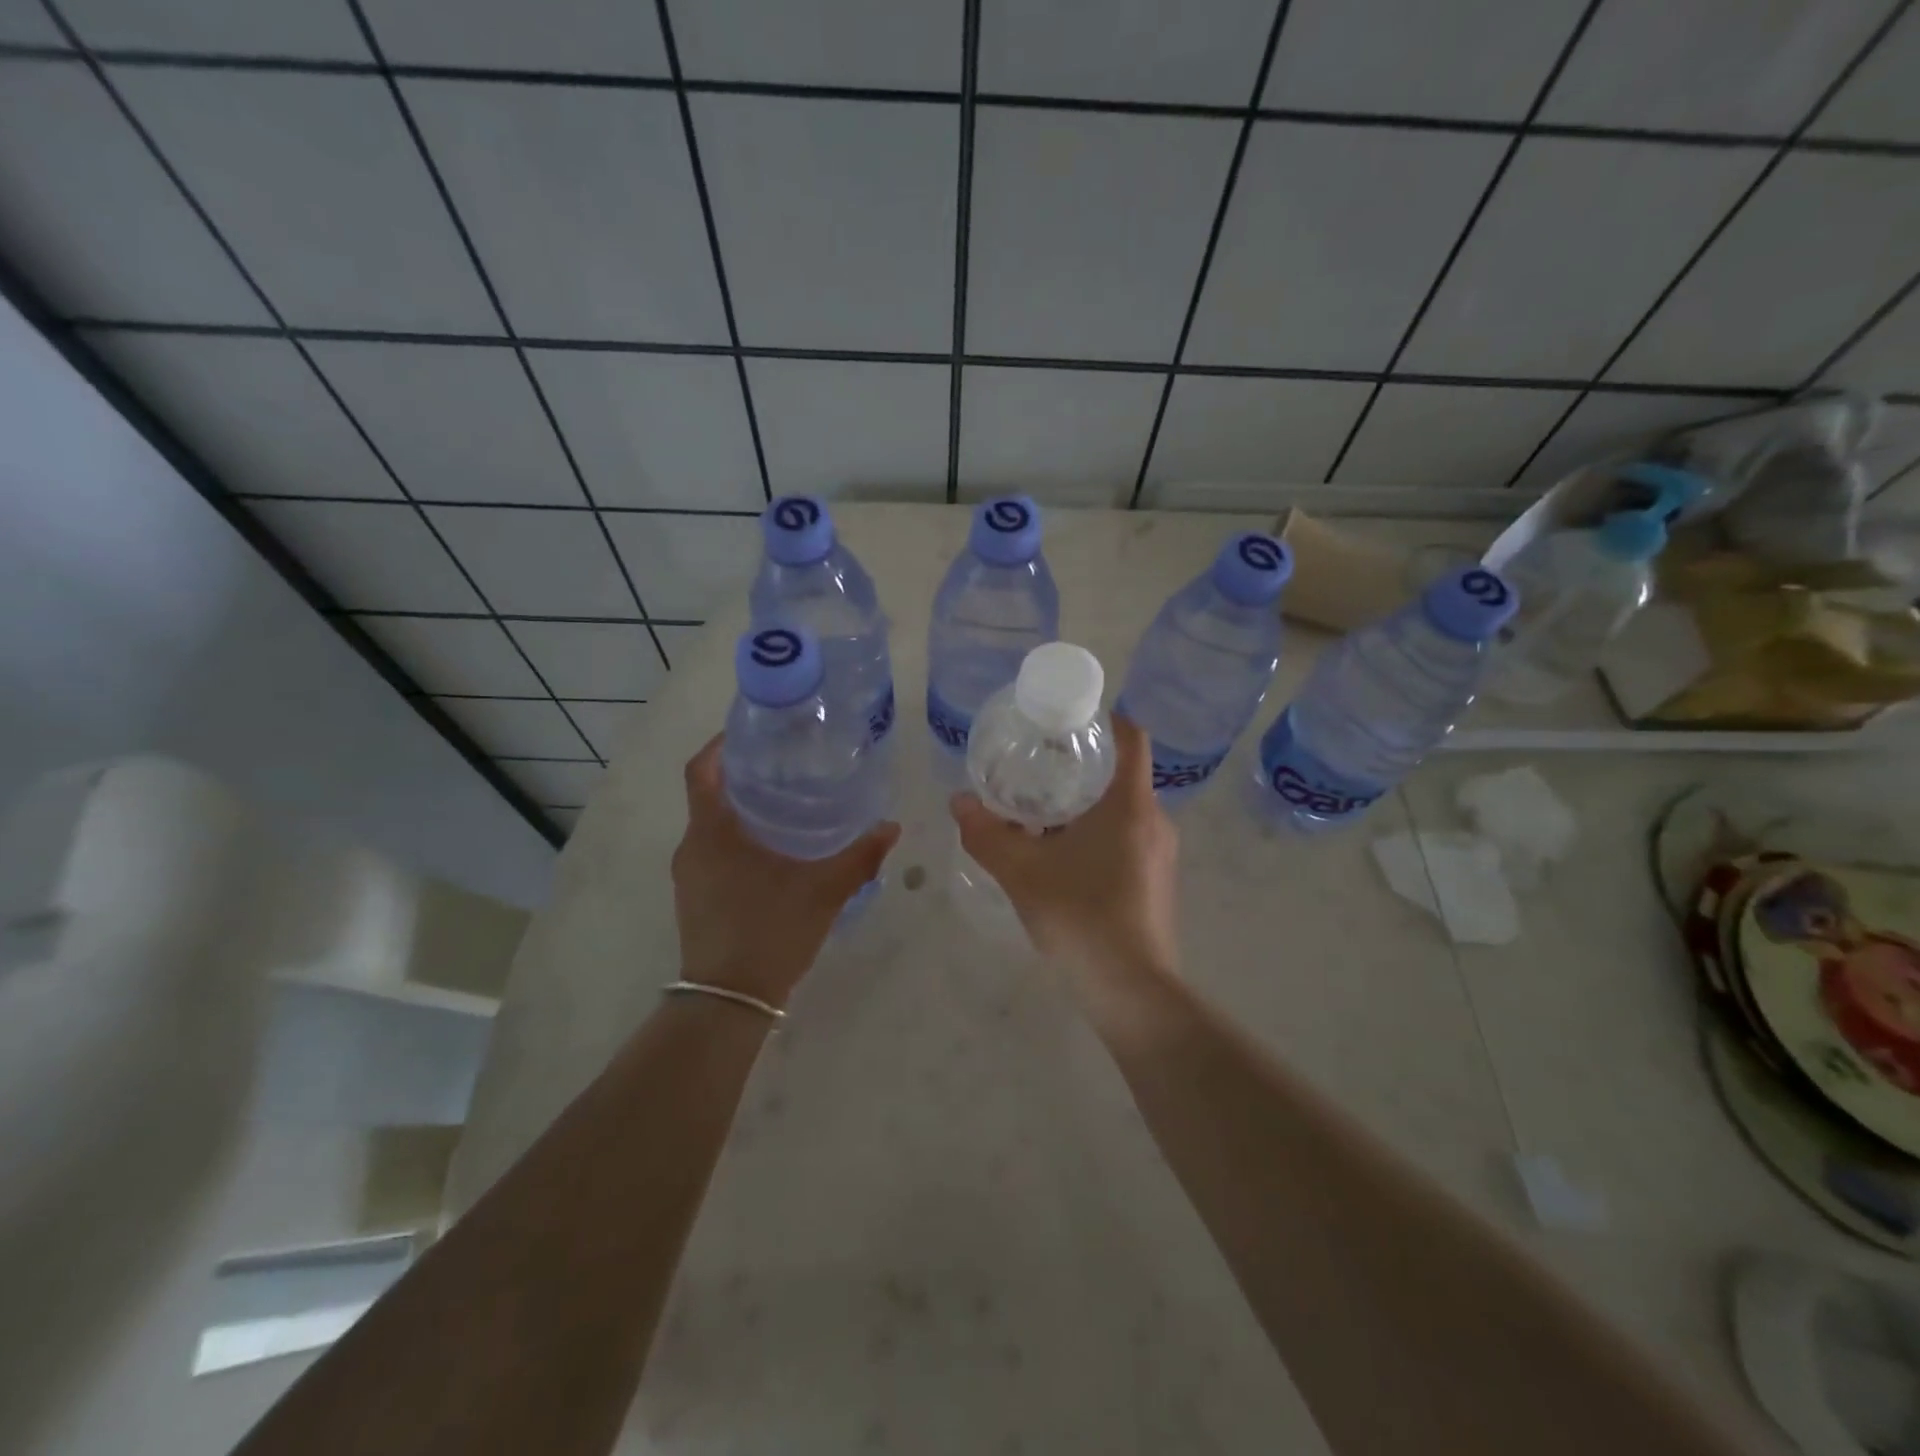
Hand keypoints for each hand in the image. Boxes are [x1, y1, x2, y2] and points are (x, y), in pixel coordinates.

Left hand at [671, 735, 899, 1007]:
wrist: (728, 1002)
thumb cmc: (769, 933)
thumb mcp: (823, 891)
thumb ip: (859, 857)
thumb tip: (891, 827)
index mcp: (711, 833)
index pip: (701, 771)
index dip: (719, 744)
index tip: (752, 730)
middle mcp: (692, 847)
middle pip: (709, 793)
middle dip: (742, 773)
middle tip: (786, 761)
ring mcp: (689, 874)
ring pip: (712, 824)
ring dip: (741, 807)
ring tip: (787, 799)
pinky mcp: (696, 896)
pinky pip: (713, 849)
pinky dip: (738, 836)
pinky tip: (776, 847)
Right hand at [949, 715, 1178, 989]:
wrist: (1132, 992)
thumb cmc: (1081, 917)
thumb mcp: (1022, 873)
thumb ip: (987, 834)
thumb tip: (958, 801)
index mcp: (1130, 805)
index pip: (1130, 738)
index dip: (1103, 719)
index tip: (1067, 719)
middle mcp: (1154, 821)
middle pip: (1122, 773)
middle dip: (1081, 765)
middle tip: (1037, 765)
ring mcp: (1160, 854)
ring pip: (1123, 810)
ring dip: (1086, 804)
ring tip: (1040, 811)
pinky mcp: (1156, 882)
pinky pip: (1127, 838)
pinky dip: (1096, 833)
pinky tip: (1061, 856)